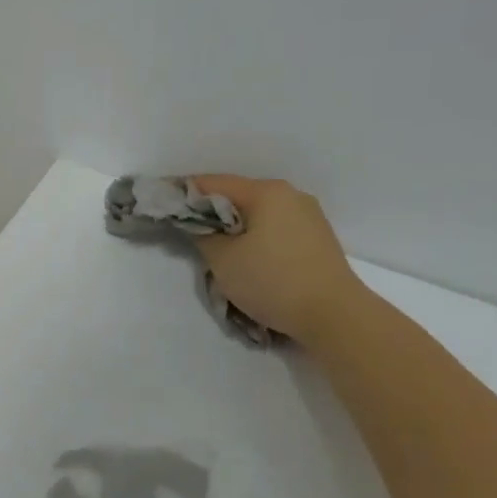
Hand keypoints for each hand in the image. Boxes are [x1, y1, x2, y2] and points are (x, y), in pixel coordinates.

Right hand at [191, 175, 368, 345]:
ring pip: (258, 214)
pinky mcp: (316, 238)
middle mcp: (290, 195)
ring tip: (216, 249)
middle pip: (238, 196)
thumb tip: (198, 224)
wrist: (334, 315)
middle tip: (186, 230)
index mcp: (266, 192)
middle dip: (211, 212)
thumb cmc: (273, 281)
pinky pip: (275, 228)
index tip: (162, 202)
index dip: (184, 192)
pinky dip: (255, 237)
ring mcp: (308, 216)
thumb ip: (203, 234)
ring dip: (234, 227)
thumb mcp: (223, 260)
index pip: (213, 183)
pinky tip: (247, 258)